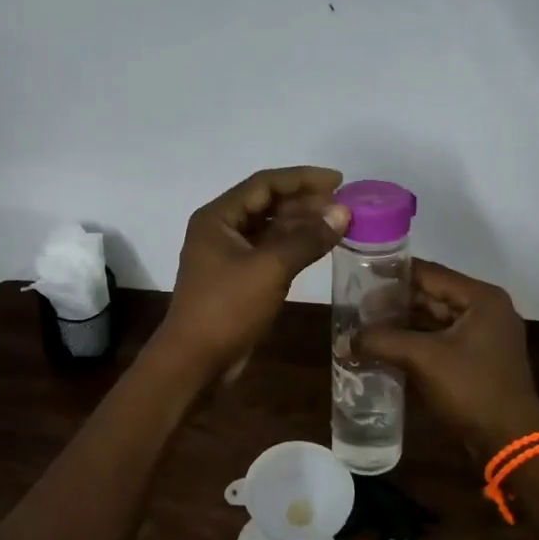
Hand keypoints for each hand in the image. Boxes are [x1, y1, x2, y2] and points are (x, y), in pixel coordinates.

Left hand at [158, 166, 351, 377]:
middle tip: (343, 206)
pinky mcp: (237, 278)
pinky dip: (293, 247)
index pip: (265, 184)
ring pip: (269, 228)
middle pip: (267, 204)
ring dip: (301, 225)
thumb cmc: (227, 308)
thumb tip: (343, 212)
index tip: (339, 181)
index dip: (303, 179)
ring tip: (337, 225)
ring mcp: (228, 255)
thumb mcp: (270, 269)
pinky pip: (269, 251)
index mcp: (218, 217)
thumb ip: (307, 238)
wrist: (195, 361)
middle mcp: (220, 229)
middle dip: (305, 202)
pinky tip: (318, 248)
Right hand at [356, 260, 538, 462]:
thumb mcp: (423, 359)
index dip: (392, 274)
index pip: (429, 273)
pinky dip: (415, 341)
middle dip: (394, 301)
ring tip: (365, 325)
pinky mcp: (478, 359)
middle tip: (357, 305)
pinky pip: (440, 340)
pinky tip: (386, 347)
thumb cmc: (471, 389)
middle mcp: (486, 310)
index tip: (359, 275)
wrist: (510, 441)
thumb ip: (381, 341)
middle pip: (432, 294)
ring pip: (434, 319)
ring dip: (402, 322)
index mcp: (481, 298)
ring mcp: (484, 336)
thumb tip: (343, 340)